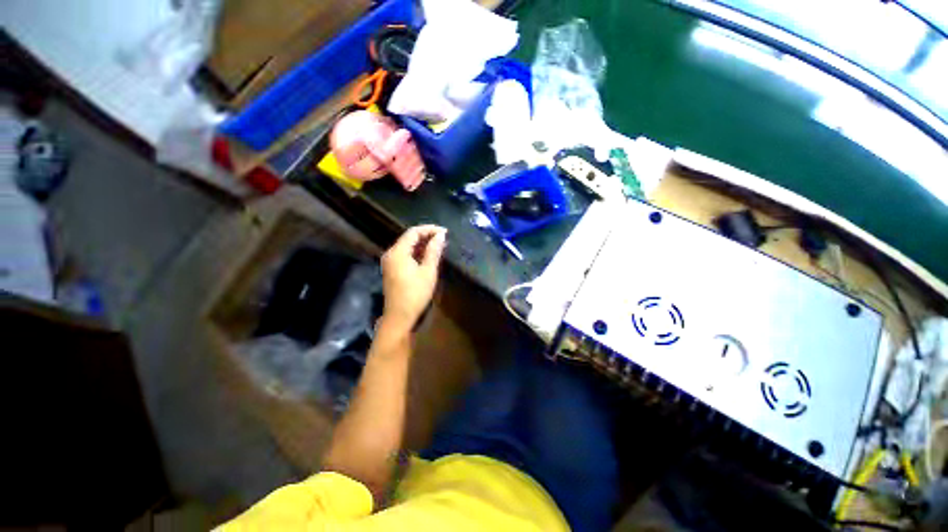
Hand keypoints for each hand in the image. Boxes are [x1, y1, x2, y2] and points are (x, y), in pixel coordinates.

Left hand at [380, 225, 446, 329]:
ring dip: (422, 244)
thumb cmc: (415, 293)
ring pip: (407, 246)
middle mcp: (391, 254)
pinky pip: (405, 255)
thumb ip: (434, 251)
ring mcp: (390, 262)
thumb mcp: (428, 271)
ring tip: (439, 245)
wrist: (399, 316)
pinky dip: (417, 252)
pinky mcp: (392, 270)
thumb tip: (441, 235)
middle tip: (443, 238)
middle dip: (426, 235)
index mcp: (398, 252)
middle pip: (409, 238)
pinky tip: (428, 255)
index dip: (429, 229)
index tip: (445, 232)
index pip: (413, 232)